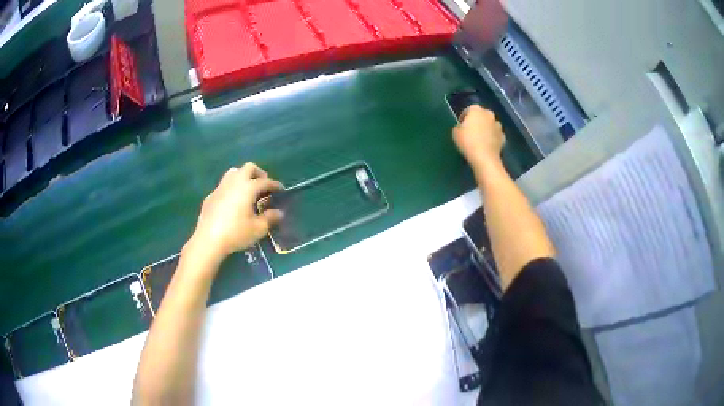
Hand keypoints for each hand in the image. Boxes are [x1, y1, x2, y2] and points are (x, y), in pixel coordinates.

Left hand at [185, 163, 282, 268]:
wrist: (208, 240)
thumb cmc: (236, 233)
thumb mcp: (258, 228)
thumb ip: (270, 218)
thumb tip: (278, 213)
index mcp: (248, 187)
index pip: (265, 181)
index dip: (275, 185)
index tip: (281, 189)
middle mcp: (234, 182)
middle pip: (248, 168)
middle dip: (258, 173)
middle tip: (263, 185)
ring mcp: (220, 188)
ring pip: (233, 173)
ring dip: (243, 177)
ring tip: (248, 190)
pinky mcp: (211, 196)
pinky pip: (223, 186)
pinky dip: (231, 189)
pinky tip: (232, 203)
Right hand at [452, 105, 505, 169]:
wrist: (484, 157)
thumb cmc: (467, 142)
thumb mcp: (455, 132)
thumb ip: (460, 126)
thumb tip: (463, 127)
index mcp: (476, 110)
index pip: (469, 110)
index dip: (465, 117)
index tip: (462, 125)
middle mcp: (489, 114)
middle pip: (482, 115)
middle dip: (477, 121)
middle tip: (471, 131)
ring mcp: (498, 125)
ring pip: (490, 124)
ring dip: (486, 129)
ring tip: (480, 139)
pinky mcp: (503, 136)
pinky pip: (496, 135)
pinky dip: (493, 138)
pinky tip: (488, 145)